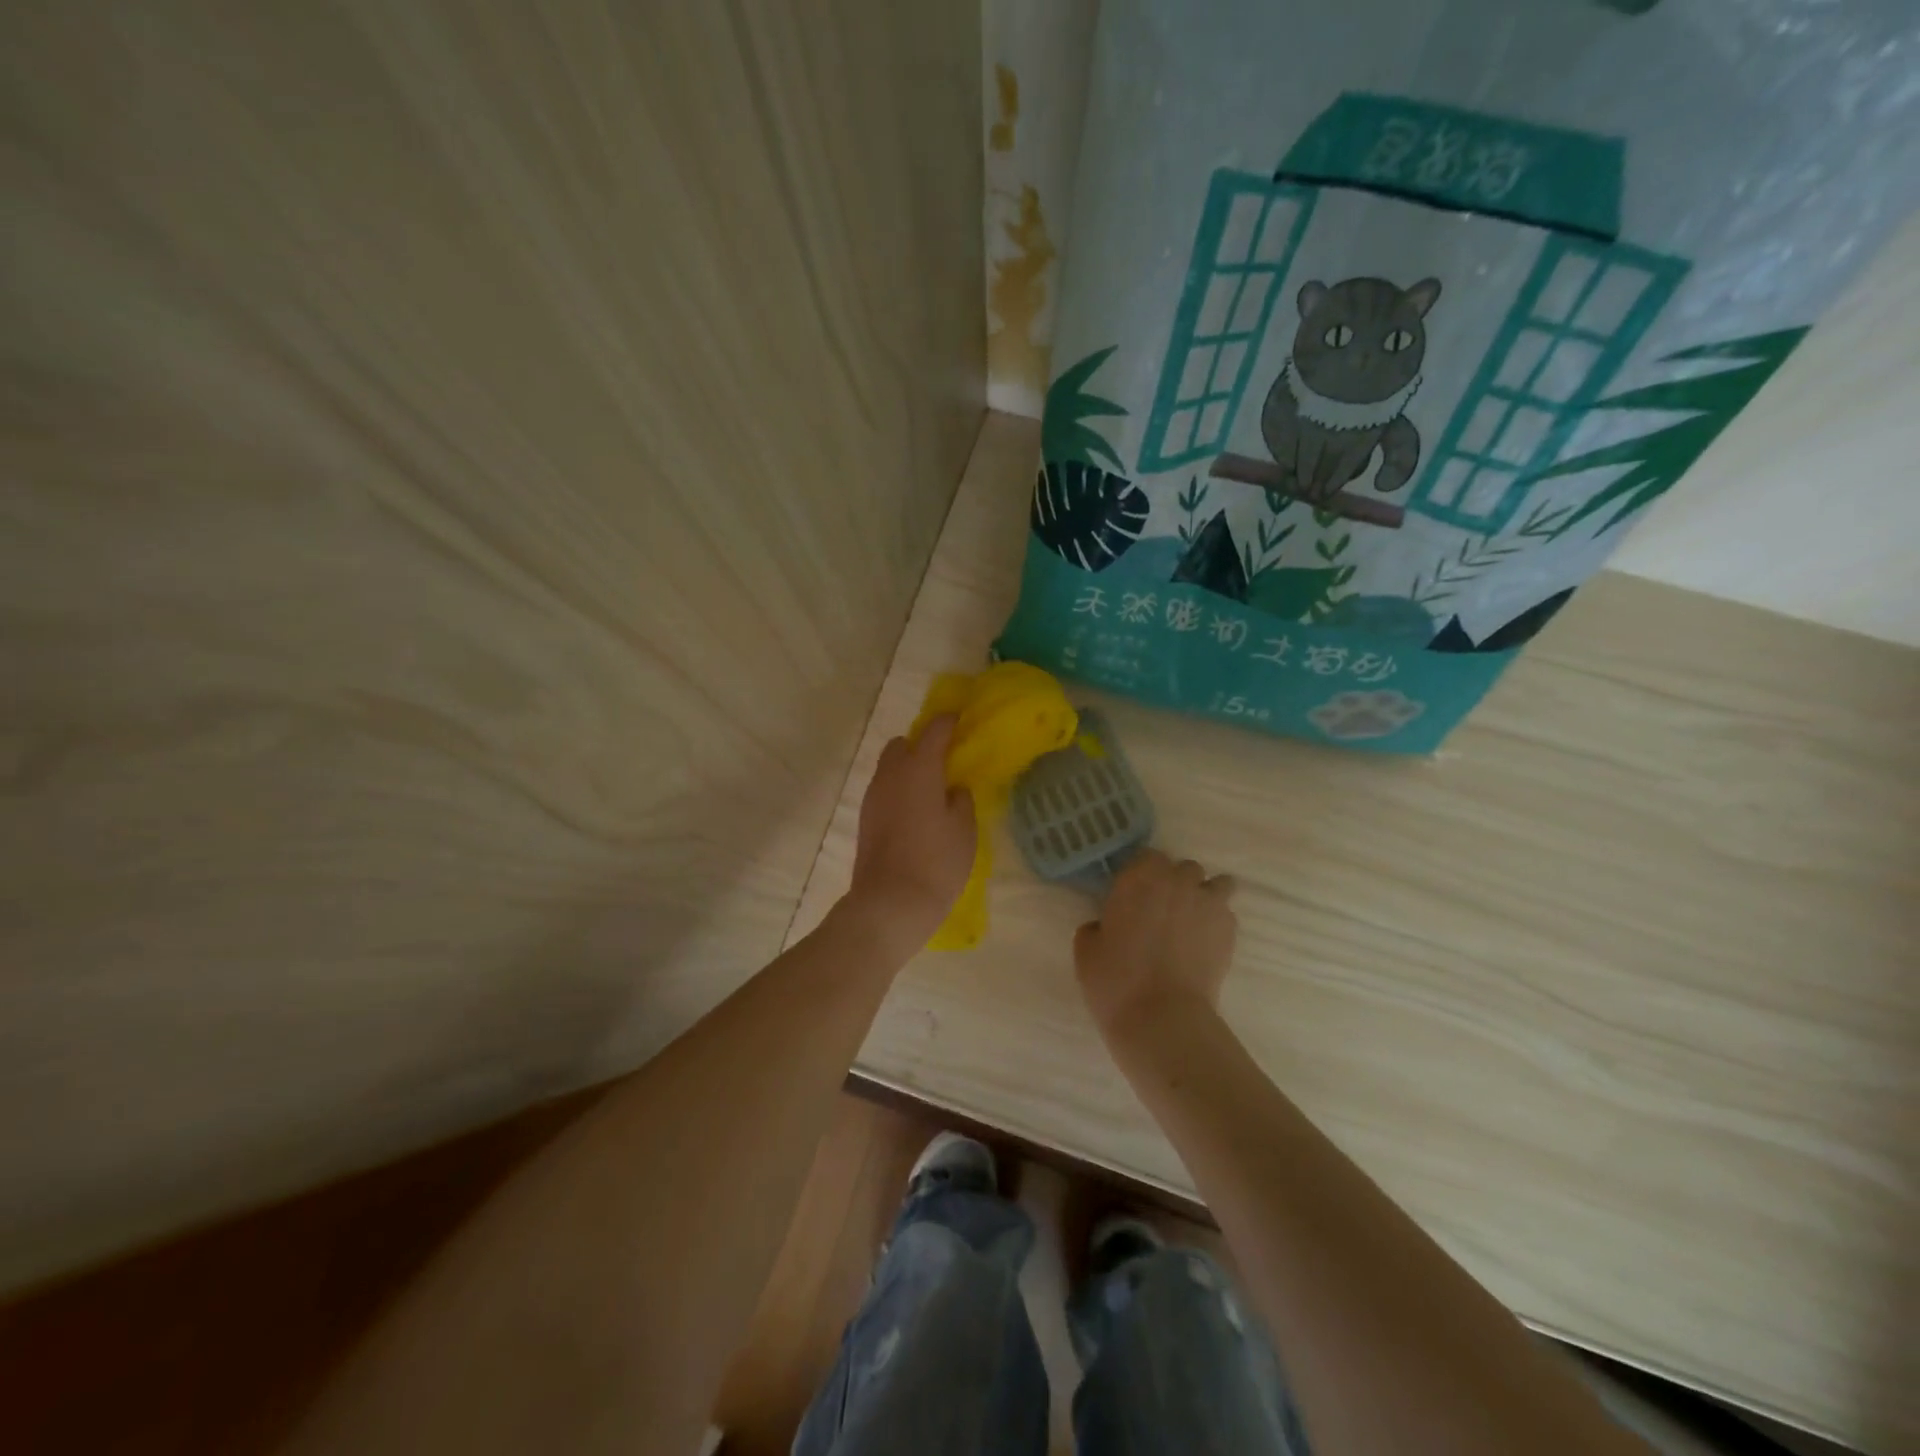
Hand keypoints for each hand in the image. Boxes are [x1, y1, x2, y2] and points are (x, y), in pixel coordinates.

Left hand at [847, 716, 975, 952]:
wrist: (890, 902)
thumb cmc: (936, 861)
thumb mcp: (964, 829)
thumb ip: (961, 799)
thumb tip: (952, 788)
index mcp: (918, 768)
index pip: (933, 731)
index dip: (948, 722)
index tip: (960, 720)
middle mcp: (890, 775)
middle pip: (901, 744)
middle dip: (920, 745)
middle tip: (944, 762)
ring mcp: (873, 797)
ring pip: (889, 768)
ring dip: (907, 769)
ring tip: (931, 790)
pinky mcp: (865, 819)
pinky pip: (883, 790)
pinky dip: (898, 790)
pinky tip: (915, 812)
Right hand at [1074, 850, 1236, 1038]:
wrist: (1163, 1019)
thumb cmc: (1116, 980)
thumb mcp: (1086, 949)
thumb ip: (1097, 925)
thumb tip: (1106, 925)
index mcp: (1139, 877)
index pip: (1146, 857)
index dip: (1141, 874)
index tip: (1134, 895)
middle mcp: (1177, 881)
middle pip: (1183, 868)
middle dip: (1175, 883)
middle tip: (1161, 911)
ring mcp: (1208, 903)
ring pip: (1215, 884)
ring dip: (1204, 896)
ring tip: (1192, 921)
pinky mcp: (1229, 930)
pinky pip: (1226, 913)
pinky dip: (1217, 922)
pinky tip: (1205, 944)